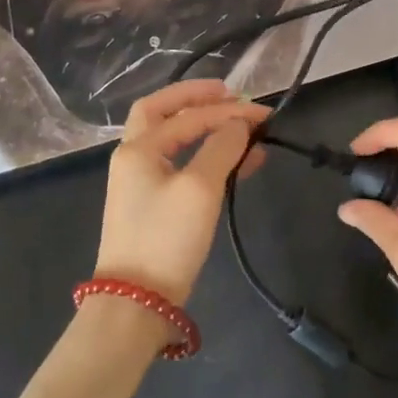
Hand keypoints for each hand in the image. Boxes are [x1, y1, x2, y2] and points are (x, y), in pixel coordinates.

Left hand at [96, 80, 268, 305]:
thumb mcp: (200, 188)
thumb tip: (240, 124)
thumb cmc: (166, 238)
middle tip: (228, 94)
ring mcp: (141, 181)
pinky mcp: (154, 205)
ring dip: (206, 128)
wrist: (136, 304)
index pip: (189, 116)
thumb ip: (222, 147)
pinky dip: (207, 156)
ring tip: (243, 129)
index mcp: (139, 148)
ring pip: (175, 139)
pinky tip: (238, 163)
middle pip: (164, 112)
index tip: (263, 113)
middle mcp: (135, 157)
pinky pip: (182, 165)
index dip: (228, 111)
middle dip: (196, 99)